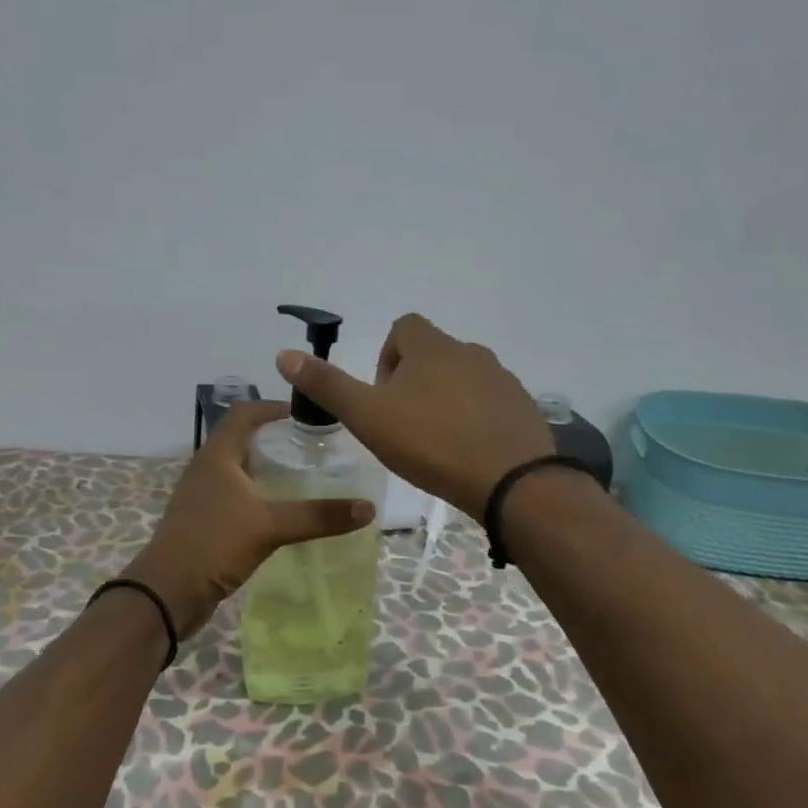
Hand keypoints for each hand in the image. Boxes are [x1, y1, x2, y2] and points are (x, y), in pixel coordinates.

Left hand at [123, 400, 374, 637]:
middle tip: (314, 448)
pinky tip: (283, 513)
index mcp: (217, 455)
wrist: (167, 593)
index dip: (273, 407)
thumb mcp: (270, 526)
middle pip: (243, 440)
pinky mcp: (206, 522)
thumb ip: (318, 516)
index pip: (244, 413)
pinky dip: (260, 496)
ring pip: (240, 471)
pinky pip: (237, 498)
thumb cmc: (214, 544)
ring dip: (269, 470)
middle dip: (277, 440)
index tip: (307, 415)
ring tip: (306, 478)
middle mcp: (208, 469)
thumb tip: (367, 508)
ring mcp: (204, 497)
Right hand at [277, 313, 554, 517]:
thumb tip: (284, 354)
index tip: (382, 395)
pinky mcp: (523, 406)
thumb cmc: (430, 443)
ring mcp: (501, 379)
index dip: (387, 356)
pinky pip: (490, 402)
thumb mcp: (367, 416)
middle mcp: (469, 352)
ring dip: (445, 399)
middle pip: (433, 353)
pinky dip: (475, 418)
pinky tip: (468, 452)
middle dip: (414, 381)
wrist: (509, 480)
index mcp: (431, 347)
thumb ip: (327, 385)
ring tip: (435, 441)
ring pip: (463, 378)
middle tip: (403, 424)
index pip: (404, 327)